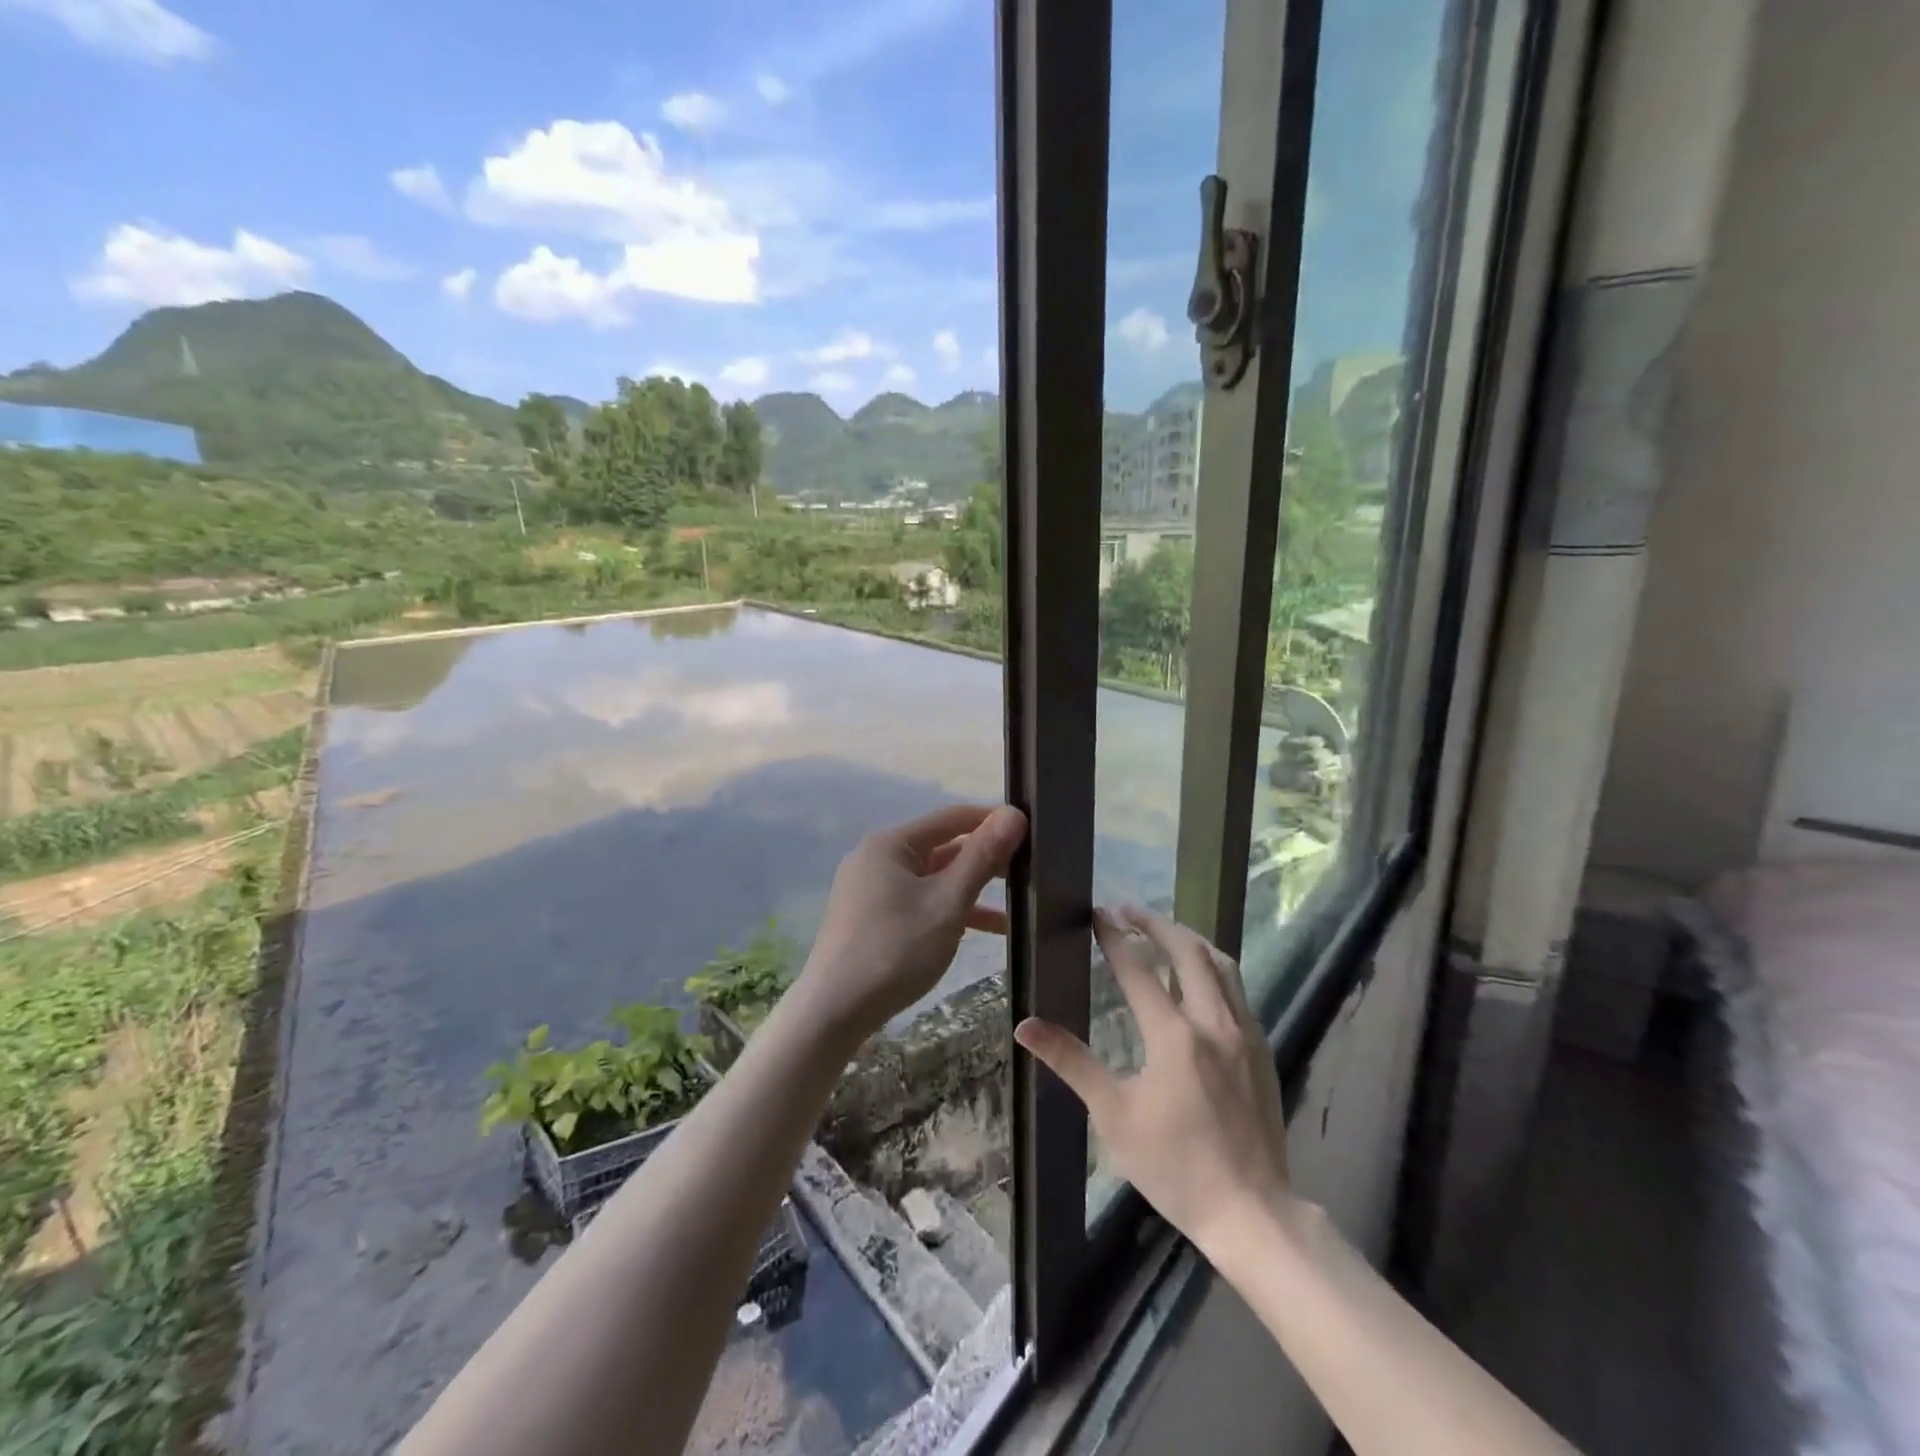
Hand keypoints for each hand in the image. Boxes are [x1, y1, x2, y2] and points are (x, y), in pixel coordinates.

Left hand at [792, 803, 1027, 1046]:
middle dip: (984, 860)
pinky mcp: (871, 917)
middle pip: (942, 847)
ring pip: (932, 879)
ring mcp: (871, 889)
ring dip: (970, 891)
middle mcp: (878, 857)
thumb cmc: (895, 949)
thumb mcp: (947, 902)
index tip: (1032, 833)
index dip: (992, 821)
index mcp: (892, 843)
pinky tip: (978, 931)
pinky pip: (918, 901)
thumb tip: (1014, 814)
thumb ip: (982, 857)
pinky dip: (947, 910)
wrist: (834, 1011)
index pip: (953, 817)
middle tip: (1029, 872)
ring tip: (1015, 907)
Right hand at [1015, 906, 1292, 1258]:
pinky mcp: (1262, 1048)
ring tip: (1164, 931)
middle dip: (1156, 924)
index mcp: (1174, 1035)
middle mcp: (1213, 1021)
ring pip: (1220, 963)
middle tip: (1128, 911)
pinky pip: (1238, 989)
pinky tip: (1201, 977)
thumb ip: (1072, 1062)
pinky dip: (1213, 967)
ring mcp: (1244, 1032)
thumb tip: (1026, 1026)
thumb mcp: (1113, 1115)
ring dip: (1189, 939)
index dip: (1115, 936)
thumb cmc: (1174, 1166)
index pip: (1138, 968)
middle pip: (1187, 950)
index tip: (1098, 913)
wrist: (1251, 1211)